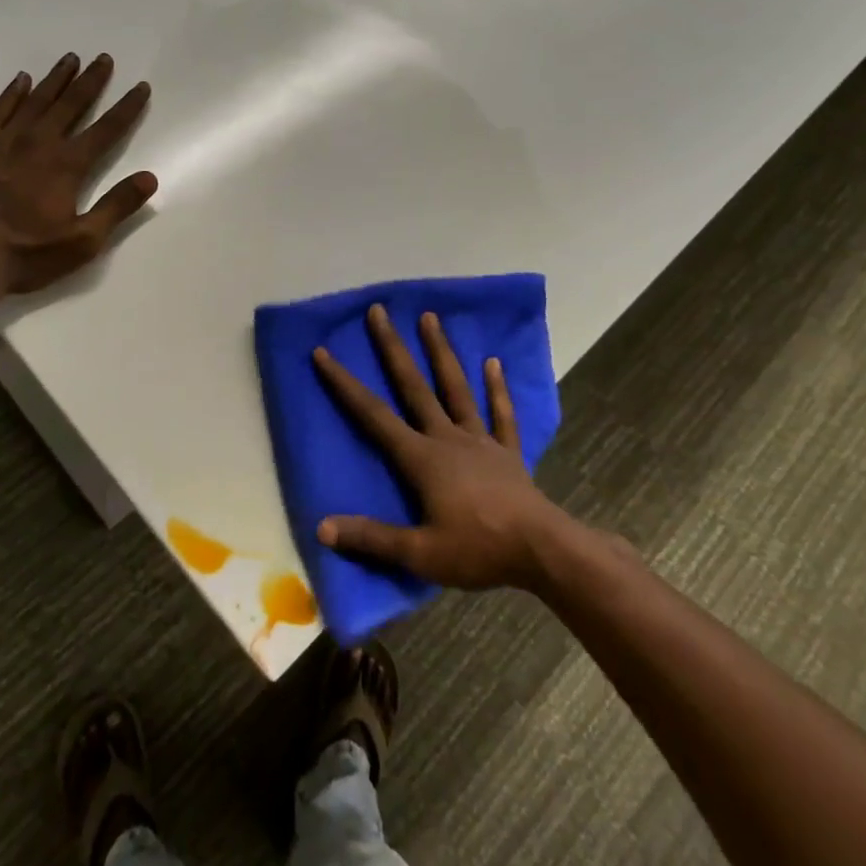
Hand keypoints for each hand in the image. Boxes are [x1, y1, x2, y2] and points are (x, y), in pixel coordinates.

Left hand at [0, 53, 156, 294]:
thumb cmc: (27, 255)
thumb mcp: (83, 241)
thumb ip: (116, 207)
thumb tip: (149, 178)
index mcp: (67, 165)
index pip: (106, 129)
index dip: (126, 108)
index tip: (141, 87)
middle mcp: (38, 143)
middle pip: (70, 104)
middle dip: (91, 81)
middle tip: (104, 59)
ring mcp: (3, 142)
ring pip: (35, 101)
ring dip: (55, 80)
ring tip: (70, 59)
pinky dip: (12, 94)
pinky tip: (21, 81)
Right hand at [313, 304, 564, 590]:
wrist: (543, 551)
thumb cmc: (478, 550)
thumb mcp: (420, 554)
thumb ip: (372, 539)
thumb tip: (322, 527)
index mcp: (421, 458)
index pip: (373, 415)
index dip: (345, 385)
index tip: (323, 353)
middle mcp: (447, 437)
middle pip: (414, 386)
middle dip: (393, 348)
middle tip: (380, 311)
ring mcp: (480, 440)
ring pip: (456, 388)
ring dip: (441, 352)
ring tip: (430, 317)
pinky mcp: (507, 452)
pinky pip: (501, 414)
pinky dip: (497, 388)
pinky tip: (494, 362)